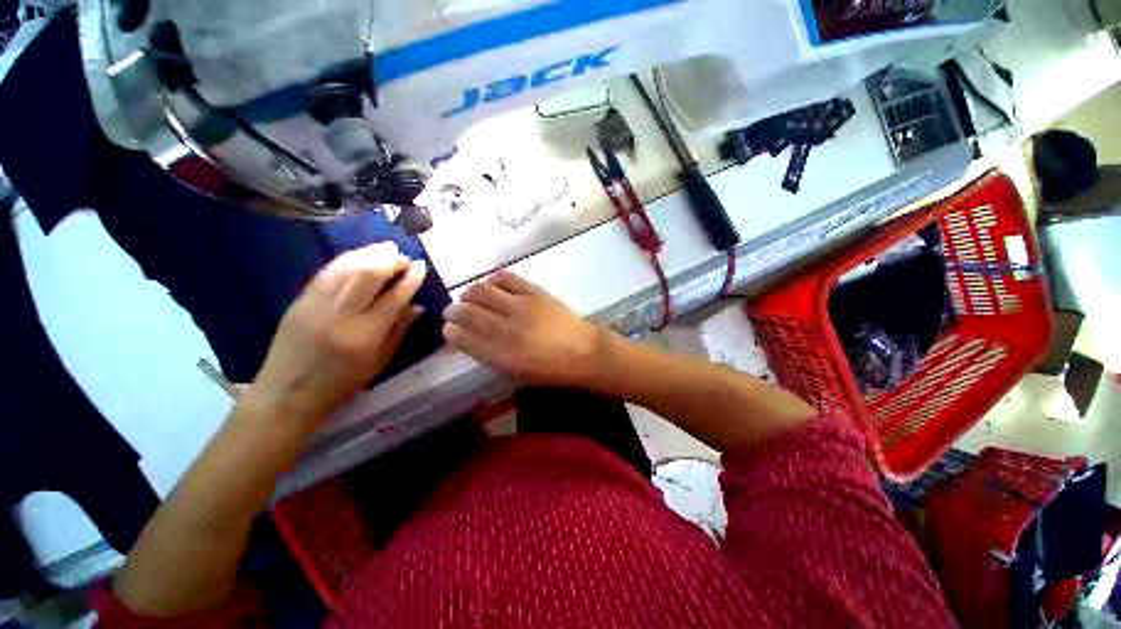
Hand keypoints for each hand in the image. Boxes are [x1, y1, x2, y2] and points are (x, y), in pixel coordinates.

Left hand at [247, 242, 426, 424]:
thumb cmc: (341, 384)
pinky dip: (346, 260)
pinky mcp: (299, 300)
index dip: (411, 279)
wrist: (286, 394)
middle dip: (390, 261)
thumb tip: (418, 306)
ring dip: (369, 254)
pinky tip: (359, 255)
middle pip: (368, 275)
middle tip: (404, 258)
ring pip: (345, 268)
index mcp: (364, 336)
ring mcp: (315, 305)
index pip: (394, 298)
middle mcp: (339, 315)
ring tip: (386, 248)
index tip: (421, 266)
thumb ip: (399, 331)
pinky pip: (325, 272)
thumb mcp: (379, 362)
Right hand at [443, 270, 606, 386]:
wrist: (583, 351)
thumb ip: (489, 354)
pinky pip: (505, 277)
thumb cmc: (549, 369)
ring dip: (469, 293)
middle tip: (453, 311)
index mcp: (499, 355)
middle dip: (453, 310)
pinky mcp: (534, 291)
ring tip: (471, 297)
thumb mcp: (515, 372)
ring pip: (481, 290)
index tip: (448, 328)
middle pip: (466, 311)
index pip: (461, 337)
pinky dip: (493, 279)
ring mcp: (520, 306)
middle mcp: (505, 329)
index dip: (450, 330)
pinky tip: (492, 285)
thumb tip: (468, 337)